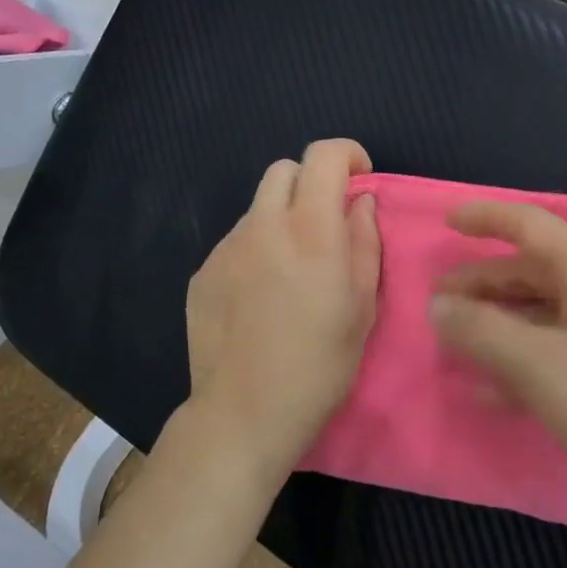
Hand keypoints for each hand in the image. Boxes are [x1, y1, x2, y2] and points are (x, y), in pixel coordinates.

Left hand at [176, 139, 381, 497]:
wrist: (245, 413)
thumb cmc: (320, 364)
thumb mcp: (362, 306)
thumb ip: (364, 242)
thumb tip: (359, 203)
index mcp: (310, 230)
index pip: (323, 155)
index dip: (347, 154)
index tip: (360, 180)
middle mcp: (263, 226)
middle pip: (283, 170)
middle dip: (311, 182)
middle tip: (326, 223)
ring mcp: (226, 248)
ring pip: (257, 207)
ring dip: (281, 218)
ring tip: (291, 270)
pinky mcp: (202, 272)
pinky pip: (236, 242)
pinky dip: (256, 250)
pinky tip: (260, 296)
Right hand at [429, 201, 566, 541]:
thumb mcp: (541, 366)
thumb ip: (483, 332)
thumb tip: (437, 306)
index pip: (531, 226)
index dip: (487, 218)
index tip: (447, 222)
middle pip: (532, 274)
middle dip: (483, 283)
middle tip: (436, 303)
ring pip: (541, 319)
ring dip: (497, 327)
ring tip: (452, 344)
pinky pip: (556, 360)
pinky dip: (519, 367)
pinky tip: (487, 392)